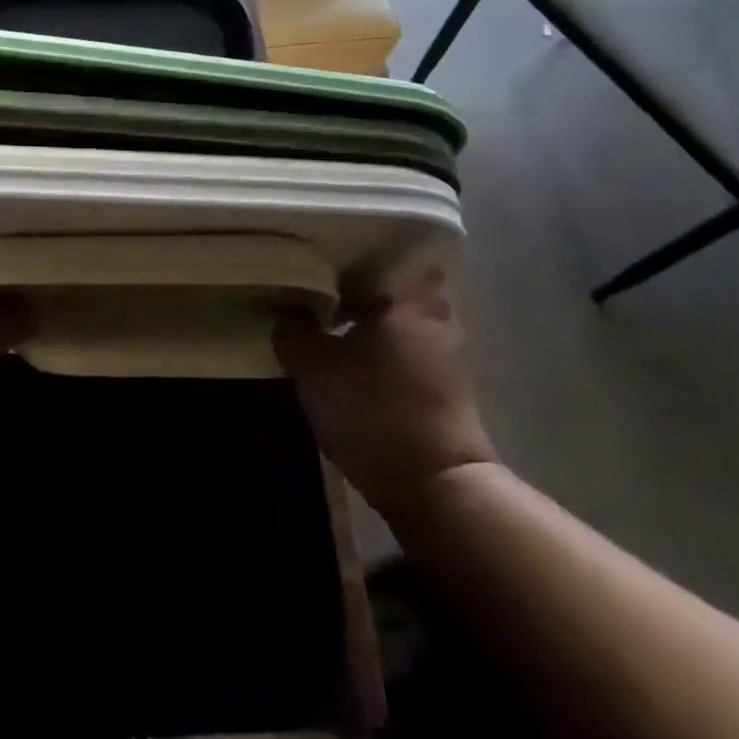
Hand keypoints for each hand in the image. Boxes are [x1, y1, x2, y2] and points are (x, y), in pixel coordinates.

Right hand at [274, 269, 494, 522]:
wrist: (434, 485)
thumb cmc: (374, 409)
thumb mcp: (315, 369)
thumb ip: (295, 333)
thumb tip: (290, 314)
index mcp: (409, 302)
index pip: (400, 255)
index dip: (369, 252)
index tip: (337, 253)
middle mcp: (436, 321)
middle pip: (400, 292)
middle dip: (368, 291)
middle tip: (327, 290)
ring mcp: (447, 358)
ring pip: (404, 325)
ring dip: (376, 326)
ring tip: (333, 327)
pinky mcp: (447, 392)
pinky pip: (410, 355)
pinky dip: (386, 354)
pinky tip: (353, 365)